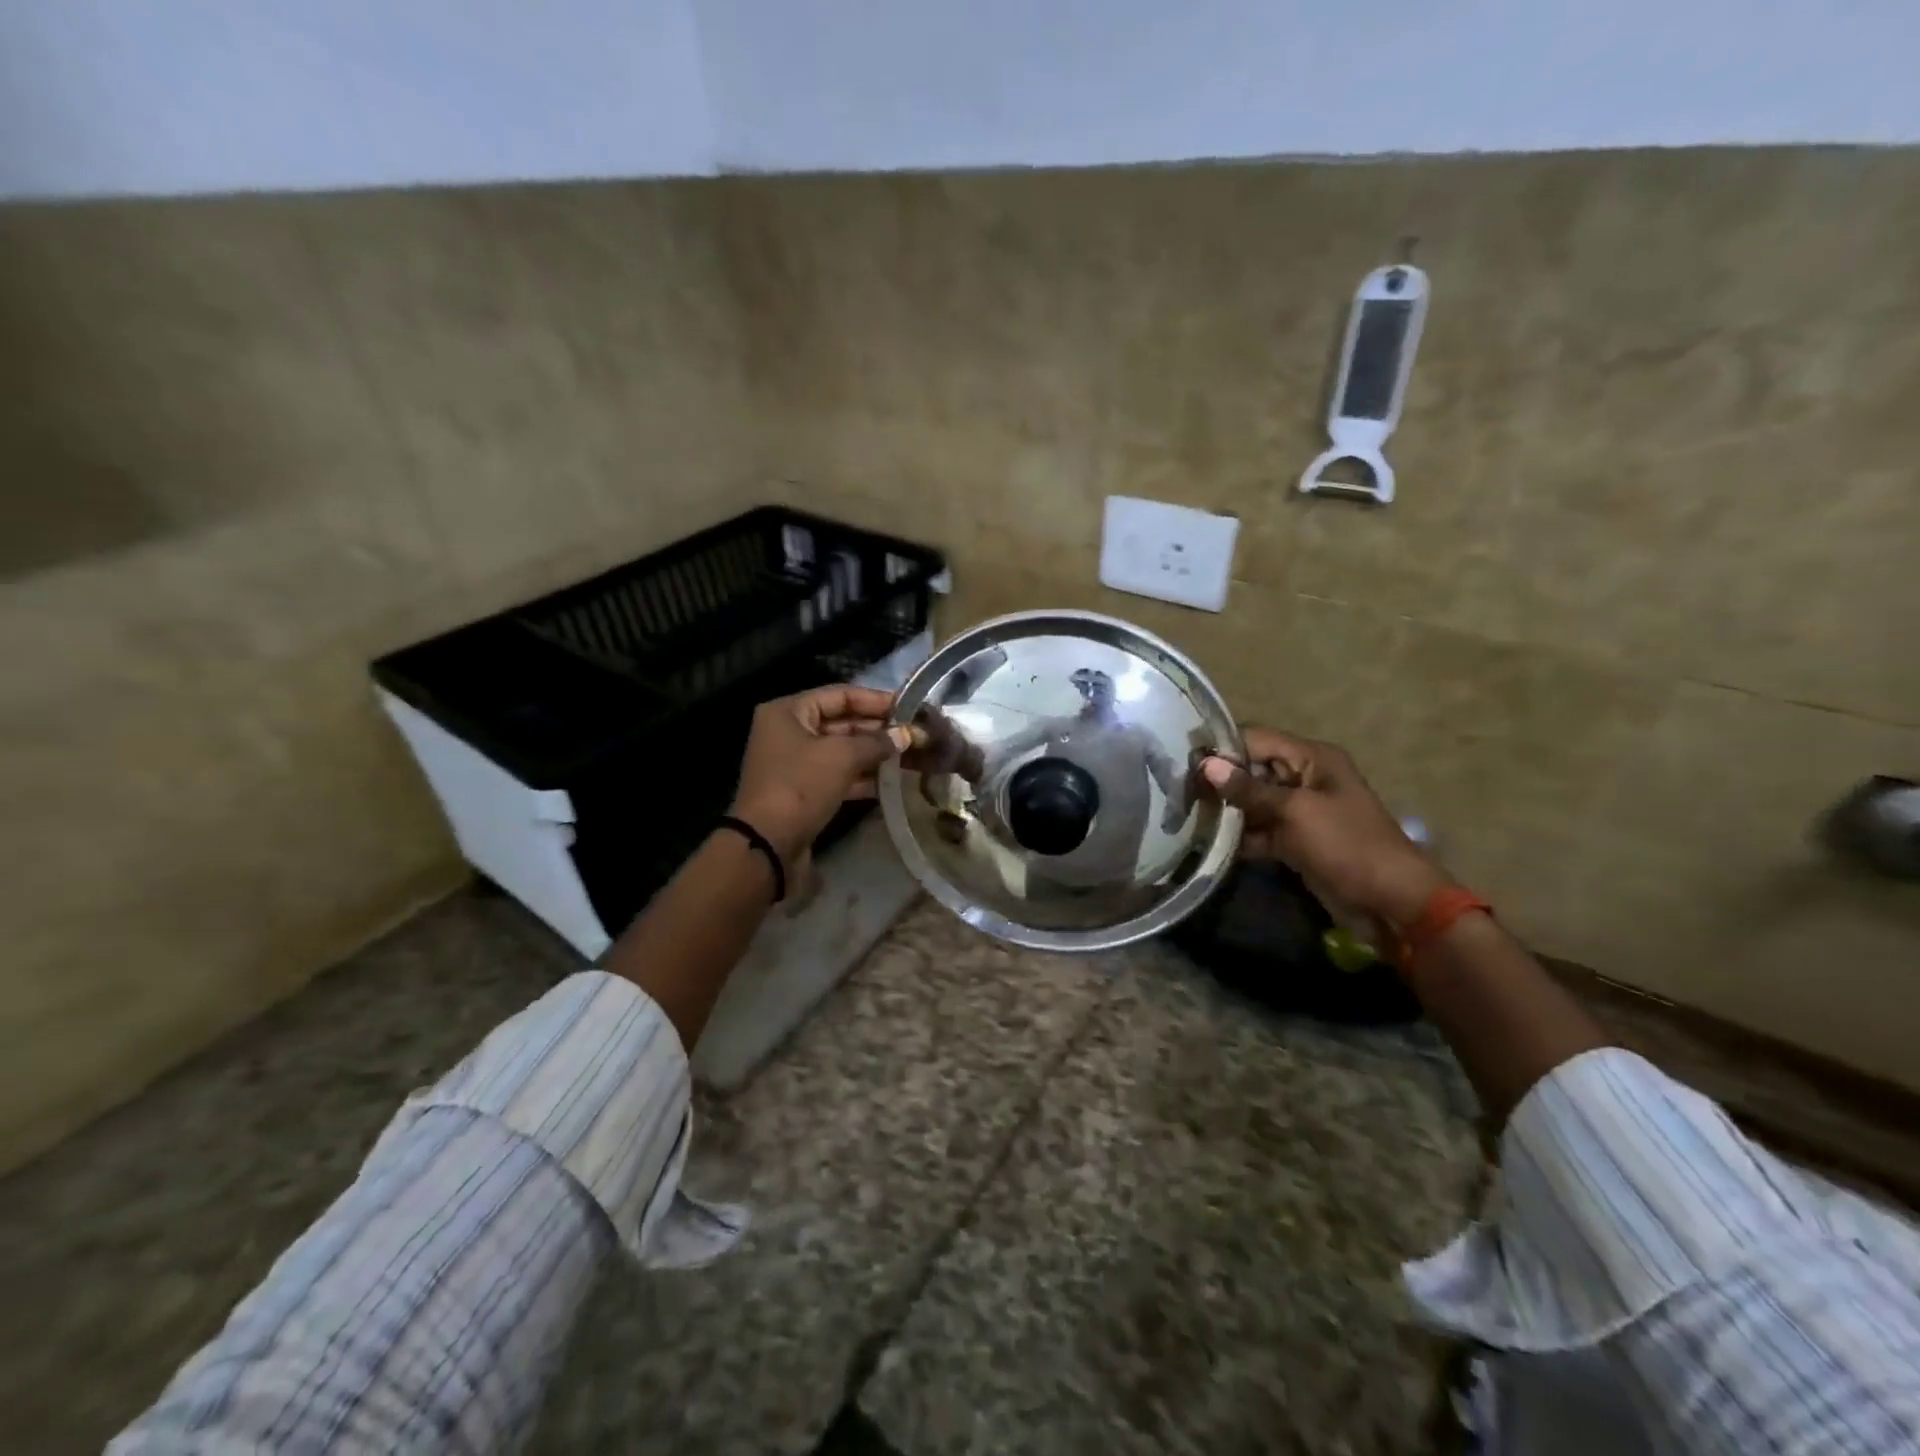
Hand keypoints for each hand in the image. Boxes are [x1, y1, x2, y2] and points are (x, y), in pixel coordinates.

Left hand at [730, 685, 910, 866]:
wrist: (767, 845)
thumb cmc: (800, 786)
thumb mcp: (842, 756)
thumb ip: (877, 742)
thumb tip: (907, 735)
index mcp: (788, 712)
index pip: (840, 694)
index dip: (876, 700)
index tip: (909, 707)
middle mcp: (790, 732)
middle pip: (842, 722)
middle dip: (879, 729)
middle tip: (916, 734)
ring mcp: (796, 764)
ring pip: (843, 751)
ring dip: (875, 754)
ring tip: (912, 756)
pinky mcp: (805, 792)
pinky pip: (839, 776)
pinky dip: (864, 777)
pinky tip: (893, 781)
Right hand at [1199, 728, 1447, 925]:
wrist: (1389, 902)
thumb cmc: (1347, 845)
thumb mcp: (1296, 812)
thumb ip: (1249, 789)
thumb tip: (1207, 766)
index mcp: (1311, 758)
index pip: (1256, 739)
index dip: (1222, 749)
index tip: (1183, 762)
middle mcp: (1303, 778)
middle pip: (1251, 770)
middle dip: (1219, 781)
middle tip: (1178, 792)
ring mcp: (1298, 811)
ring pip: (1252, 802)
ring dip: (1225, 810)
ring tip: (1184, 815)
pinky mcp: (1293, 840)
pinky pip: (1259, 830)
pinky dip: (1238, 836)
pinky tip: (1206, 842)